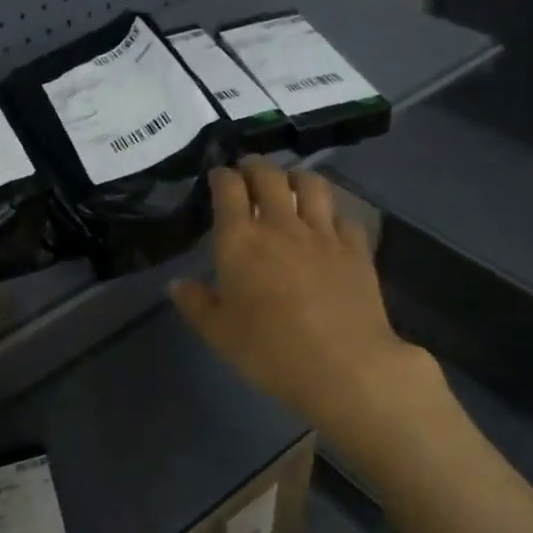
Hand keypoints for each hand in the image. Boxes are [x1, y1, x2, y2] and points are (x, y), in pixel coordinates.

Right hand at [170, 159, 436, 437]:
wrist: (344, 366)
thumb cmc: (269, 352)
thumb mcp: (219, 334)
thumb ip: (196, 304)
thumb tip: (177, 284)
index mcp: (240, 241)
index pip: (228, 189)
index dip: (222, 176)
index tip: (218, 176)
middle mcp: (281, 226)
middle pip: (269, 176)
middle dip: (255, 166)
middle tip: (248, 170)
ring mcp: (323, 234)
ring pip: (311, 185)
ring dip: (296, 177)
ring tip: (289, 183)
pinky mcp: (356, 248)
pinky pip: (343, 216)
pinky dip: (331, 212)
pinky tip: (328, 223)